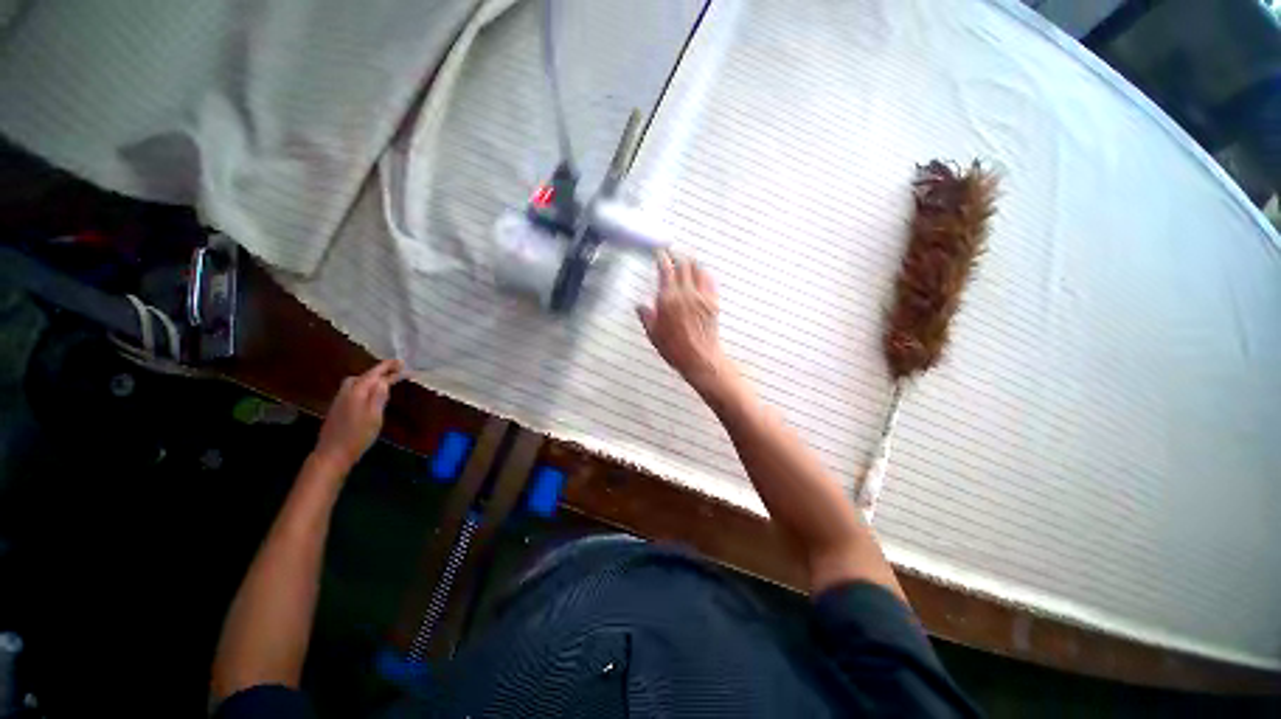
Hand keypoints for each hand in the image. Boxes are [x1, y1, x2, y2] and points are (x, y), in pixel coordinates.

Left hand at [313, 359, 404, 471]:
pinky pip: (353, 389)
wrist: (332, 454)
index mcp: (358, 392)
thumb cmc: (358, 436)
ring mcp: (341, 399)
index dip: (388, 367)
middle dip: (380, 371)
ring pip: (357, 381)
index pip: (375, 373)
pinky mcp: (339, 408)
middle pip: (364, 375)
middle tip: (396, 371)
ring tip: (385, 380)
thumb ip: (379, 397)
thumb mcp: (374, 416)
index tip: (403, 363)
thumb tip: (384, 380)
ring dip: (372, 378)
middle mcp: (347, 392)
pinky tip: (370, 393)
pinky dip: (365, 385)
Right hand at [638, 251, 730, 392]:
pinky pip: (710, 280)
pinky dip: (704, 273)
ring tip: (685, 260)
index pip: (665, 269)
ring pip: (698, 268)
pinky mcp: (713, 302)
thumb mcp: (653, 334)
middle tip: (671, 253)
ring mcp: (701, 296)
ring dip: (690, 262)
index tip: (658, 252)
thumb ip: (646, 316)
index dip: (661, 257)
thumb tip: (640, 306)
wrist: (700, 359)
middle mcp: (686, 293)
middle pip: (683, 264)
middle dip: (676, 255)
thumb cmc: (675, 350)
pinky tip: (701, 274)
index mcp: (668, 300)